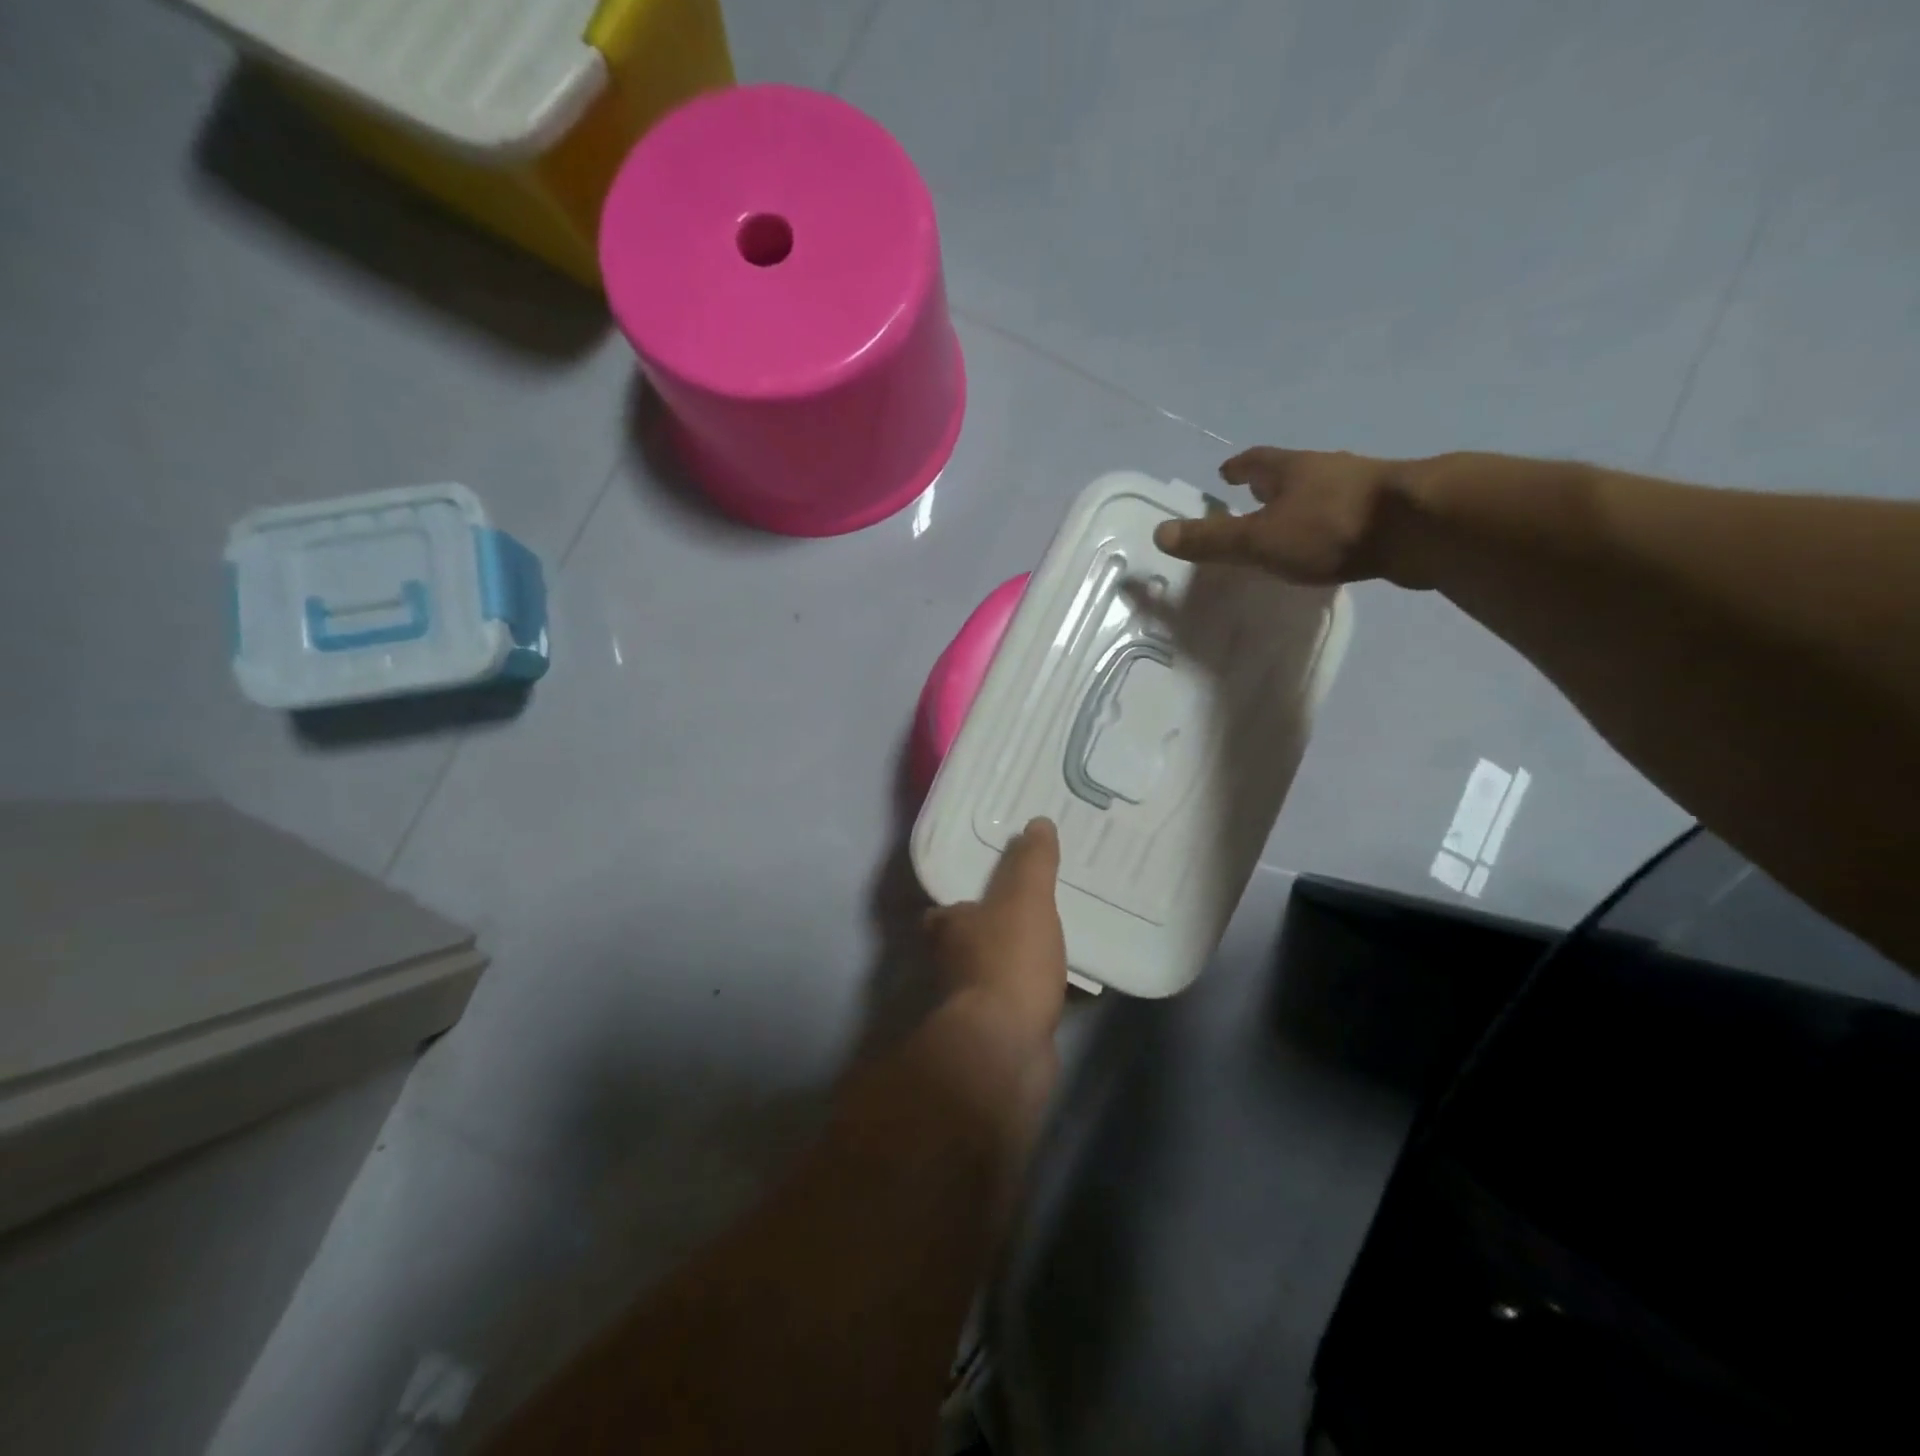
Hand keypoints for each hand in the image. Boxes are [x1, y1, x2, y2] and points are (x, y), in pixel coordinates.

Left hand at [923, 818, 1066, 1049]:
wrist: (1007, 1049)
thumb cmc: (1009, 961)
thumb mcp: (1025, 899)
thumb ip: (1031, 862)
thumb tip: (1037, 823)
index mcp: (949, 927)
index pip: (948, 907)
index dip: (967, 896)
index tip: (995, 883)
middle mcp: (953, 963)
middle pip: (973, 938)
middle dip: (998, 927)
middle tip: (1036, 907)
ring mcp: (975, 1001)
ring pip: (1000, 970)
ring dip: (1022, 960)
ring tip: (1060, 939)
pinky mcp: (1002, 1031)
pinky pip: (1026, 1000)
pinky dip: (1043, 992)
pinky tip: (1073, 984)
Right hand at [1152, 446, 1432, 587]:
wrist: (1420, 527)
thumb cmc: (1329, 528)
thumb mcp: (1258, 539)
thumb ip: (1212, 539)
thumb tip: (1160, 533)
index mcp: (1292, 469)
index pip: (1257, 460)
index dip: (1239, 467)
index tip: (1225, 473)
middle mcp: (1326, 469)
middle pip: (1292, 472)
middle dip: (1271, 485)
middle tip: (1254, 499)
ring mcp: (1363, 488)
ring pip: (1323, 492)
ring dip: (1304, 505)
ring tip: (1291, 526)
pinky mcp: (1390, 512)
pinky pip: (1348, 515)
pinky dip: (1331, 526)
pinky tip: (1331, 546)